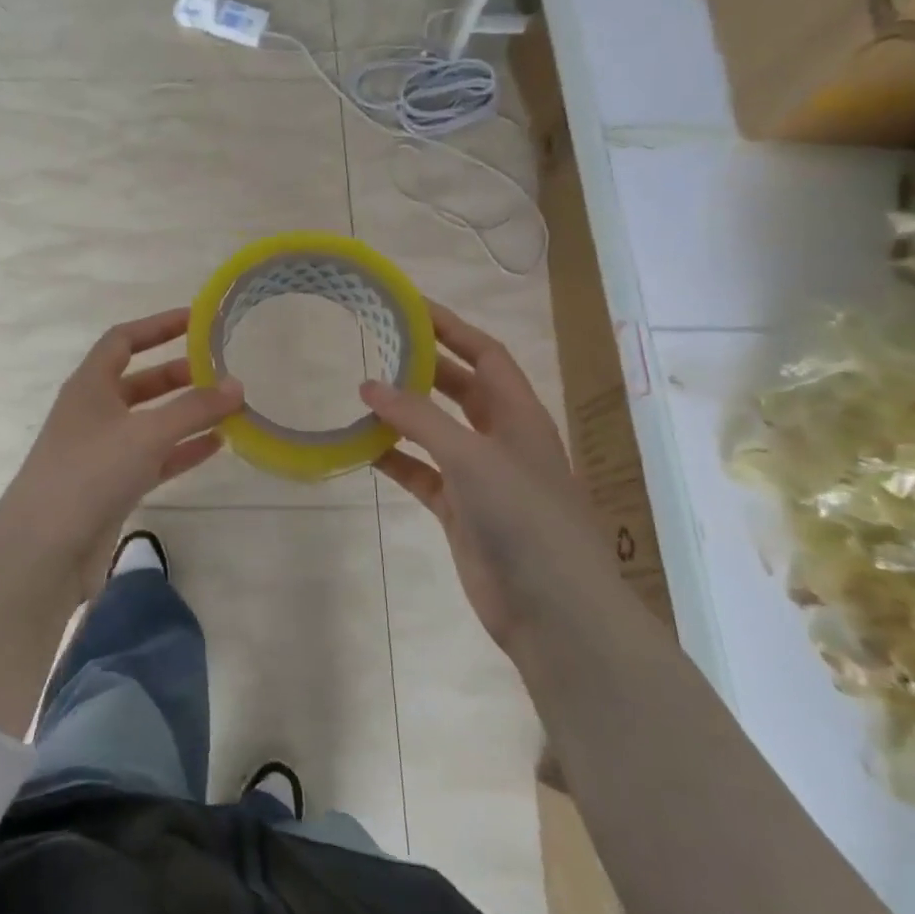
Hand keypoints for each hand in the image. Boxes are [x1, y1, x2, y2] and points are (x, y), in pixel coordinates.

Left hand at [0, 309, 243, 569]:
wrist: (44, 551)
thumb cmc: (90, 473)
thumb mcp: (147, 433)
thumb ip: (195, 409)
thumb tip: (237, 385)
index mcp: (89, 386)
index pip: (123, 340)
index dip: (158, 326)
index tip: (196, 320)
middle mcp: (94, 413)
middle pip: (140, 382)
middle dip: (179, 375)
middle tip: (221, 371)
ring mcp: (102, 452)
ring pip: (151, 422)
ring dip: (186, 415)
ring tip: (229, 407)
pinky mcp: (112, 487)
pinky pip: (154, 458)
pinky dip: (182, 450)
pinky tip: (216, 446)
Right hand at [360, 303, 597, 646]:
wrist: (553, 609)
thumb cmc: (524, 517)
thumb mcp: (471, 456)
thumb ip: (418, 418)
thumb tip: (368, 385)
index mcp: (518, 414)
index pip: (484, 353)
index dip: (450, 326)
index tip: (409, 304)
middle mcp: (501, 438)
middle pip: (459, 387)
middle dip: (423, 365)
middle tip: (377, 343)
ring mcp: (481, 477)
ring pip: (436, 431)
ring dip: (404, 414)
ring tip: (361, 394)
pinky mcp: (461, 511)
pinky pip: (422, 474)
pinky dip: (395, 460)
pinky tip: (362, 450)